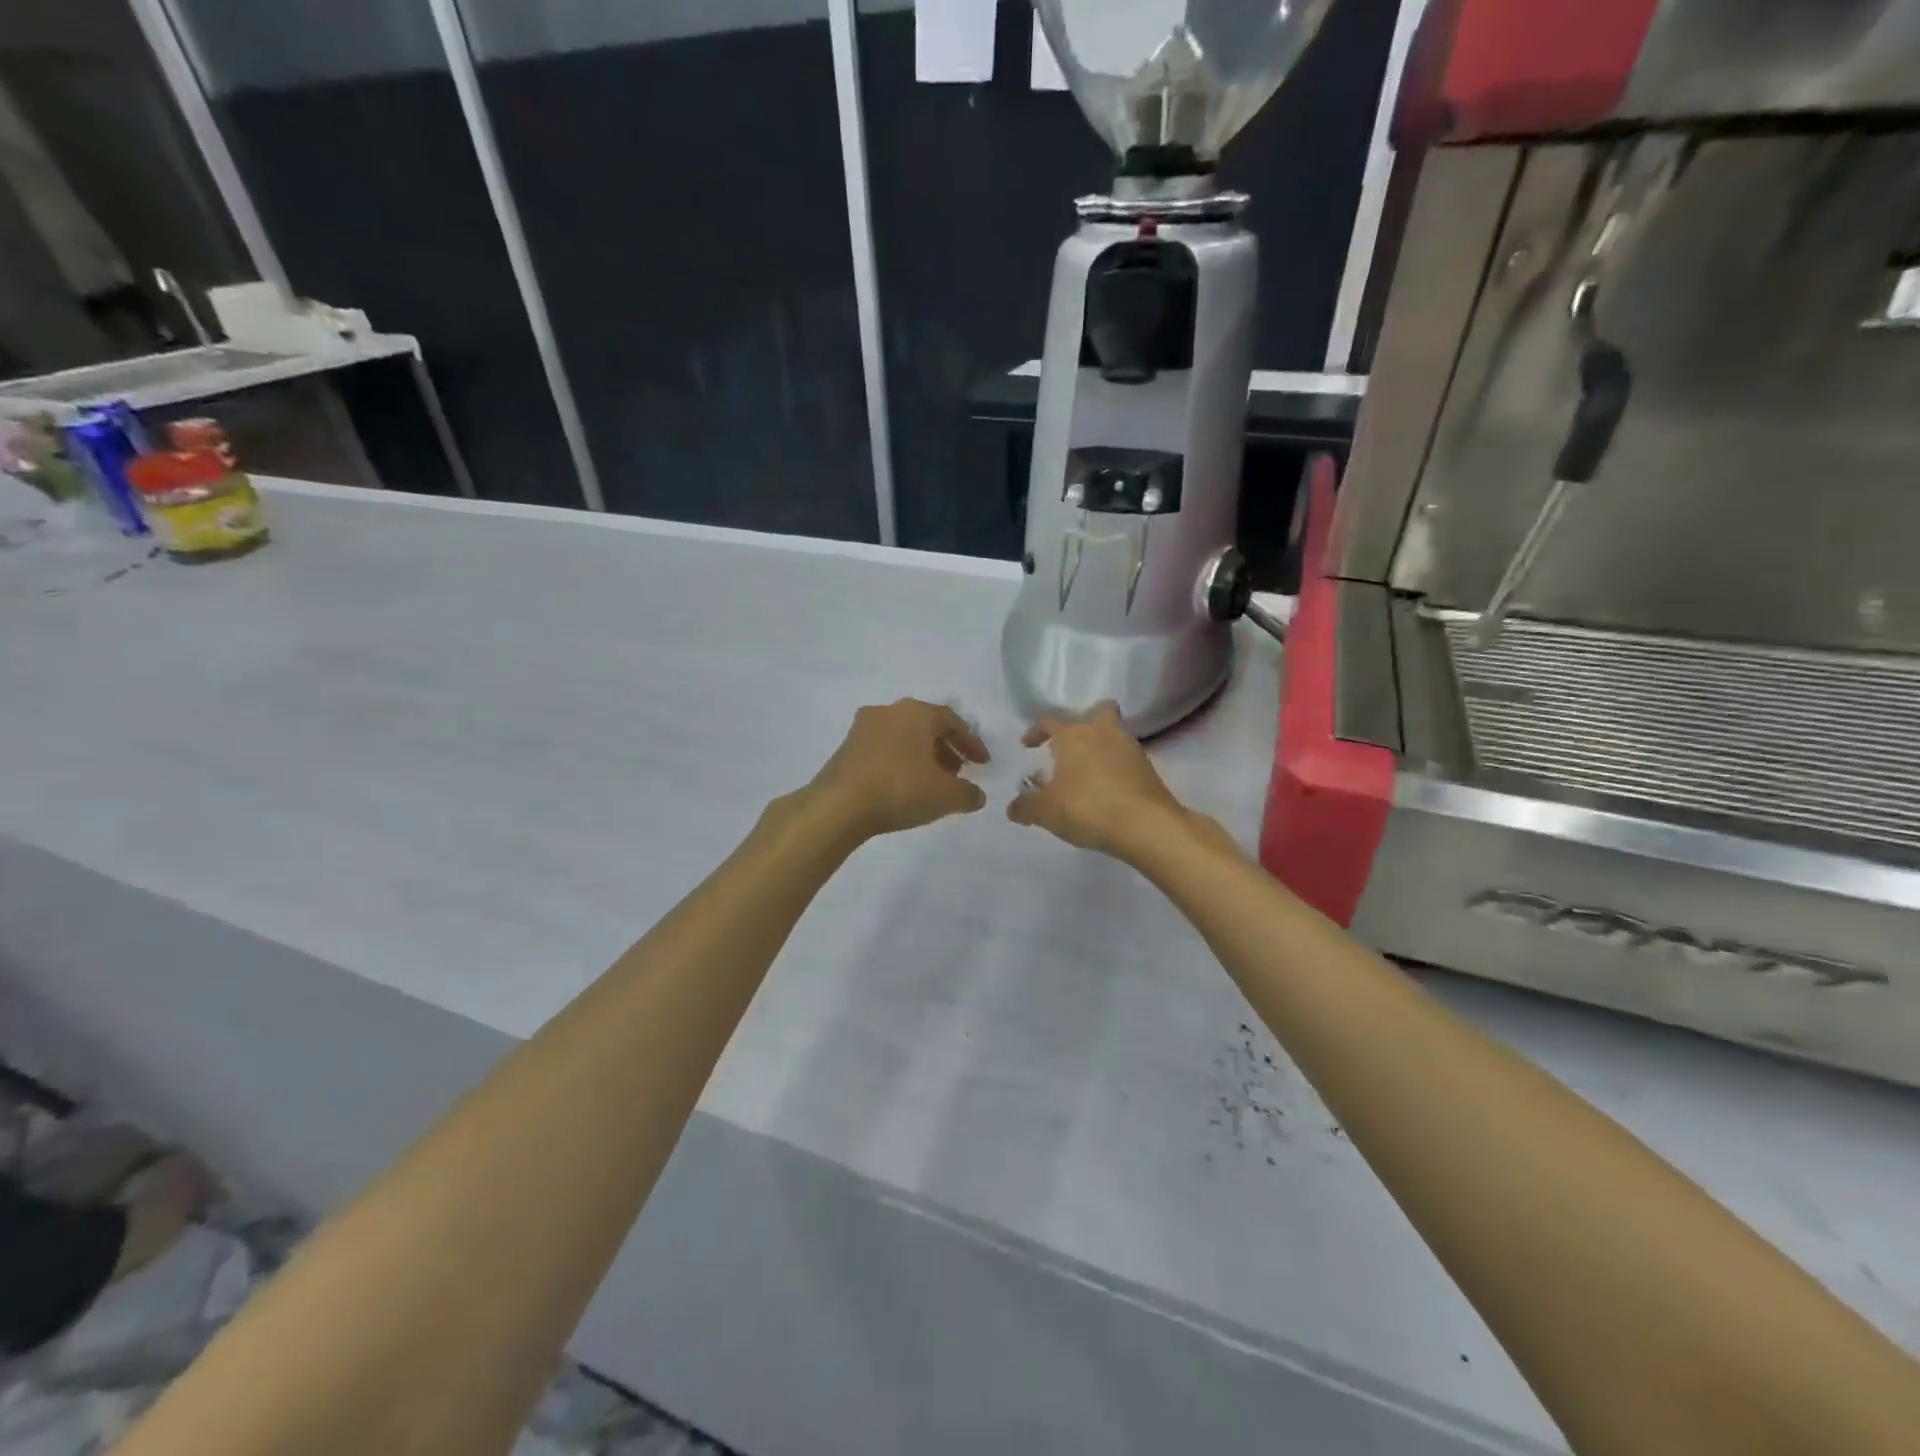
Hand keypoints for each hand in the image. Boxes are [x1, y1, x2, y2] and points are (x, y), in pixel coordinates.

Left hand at [808, 699, 990, 838]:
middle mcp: (889, 711)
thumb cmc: (900, 789)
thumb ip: (968, 793)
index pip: (953, 721)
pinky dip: (900, 762)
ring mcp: (863, 728)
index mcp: (916, 712)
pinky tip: (905, 786)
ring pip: (903, 737)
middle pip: (926, 726)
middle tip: (958, 772)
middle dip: (946, 748)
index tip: (982, 764)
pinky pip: (884, 749)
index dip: (971, 743)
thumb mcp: (946, 796)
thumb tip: (977, 795)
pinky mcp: (846, 748)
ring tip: (933, 782)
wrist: (838, 806)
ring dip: (922, 756)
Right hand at [1007, 702, 1198, 859]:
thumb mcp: (1045, 812)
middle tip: (1072, 744)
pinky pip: (1128, 758)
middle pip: (1098, 710)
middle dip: (1085, 721)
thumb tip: (1013, 808)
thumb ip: (1025, 807)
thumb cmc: (1087, 809)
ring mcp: (1130, 748)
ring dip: (1102, 745)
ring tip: (1089, 772)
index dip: (1035, 731)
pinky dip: (1117, 767)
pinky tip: (1109, 789)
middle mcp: (1102, 733)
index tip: (1027, 745)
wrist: (1146, 825)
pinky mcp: (1148, 768)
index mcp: (1072, 736)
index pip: (1049, 720)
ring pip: (1115, 733)